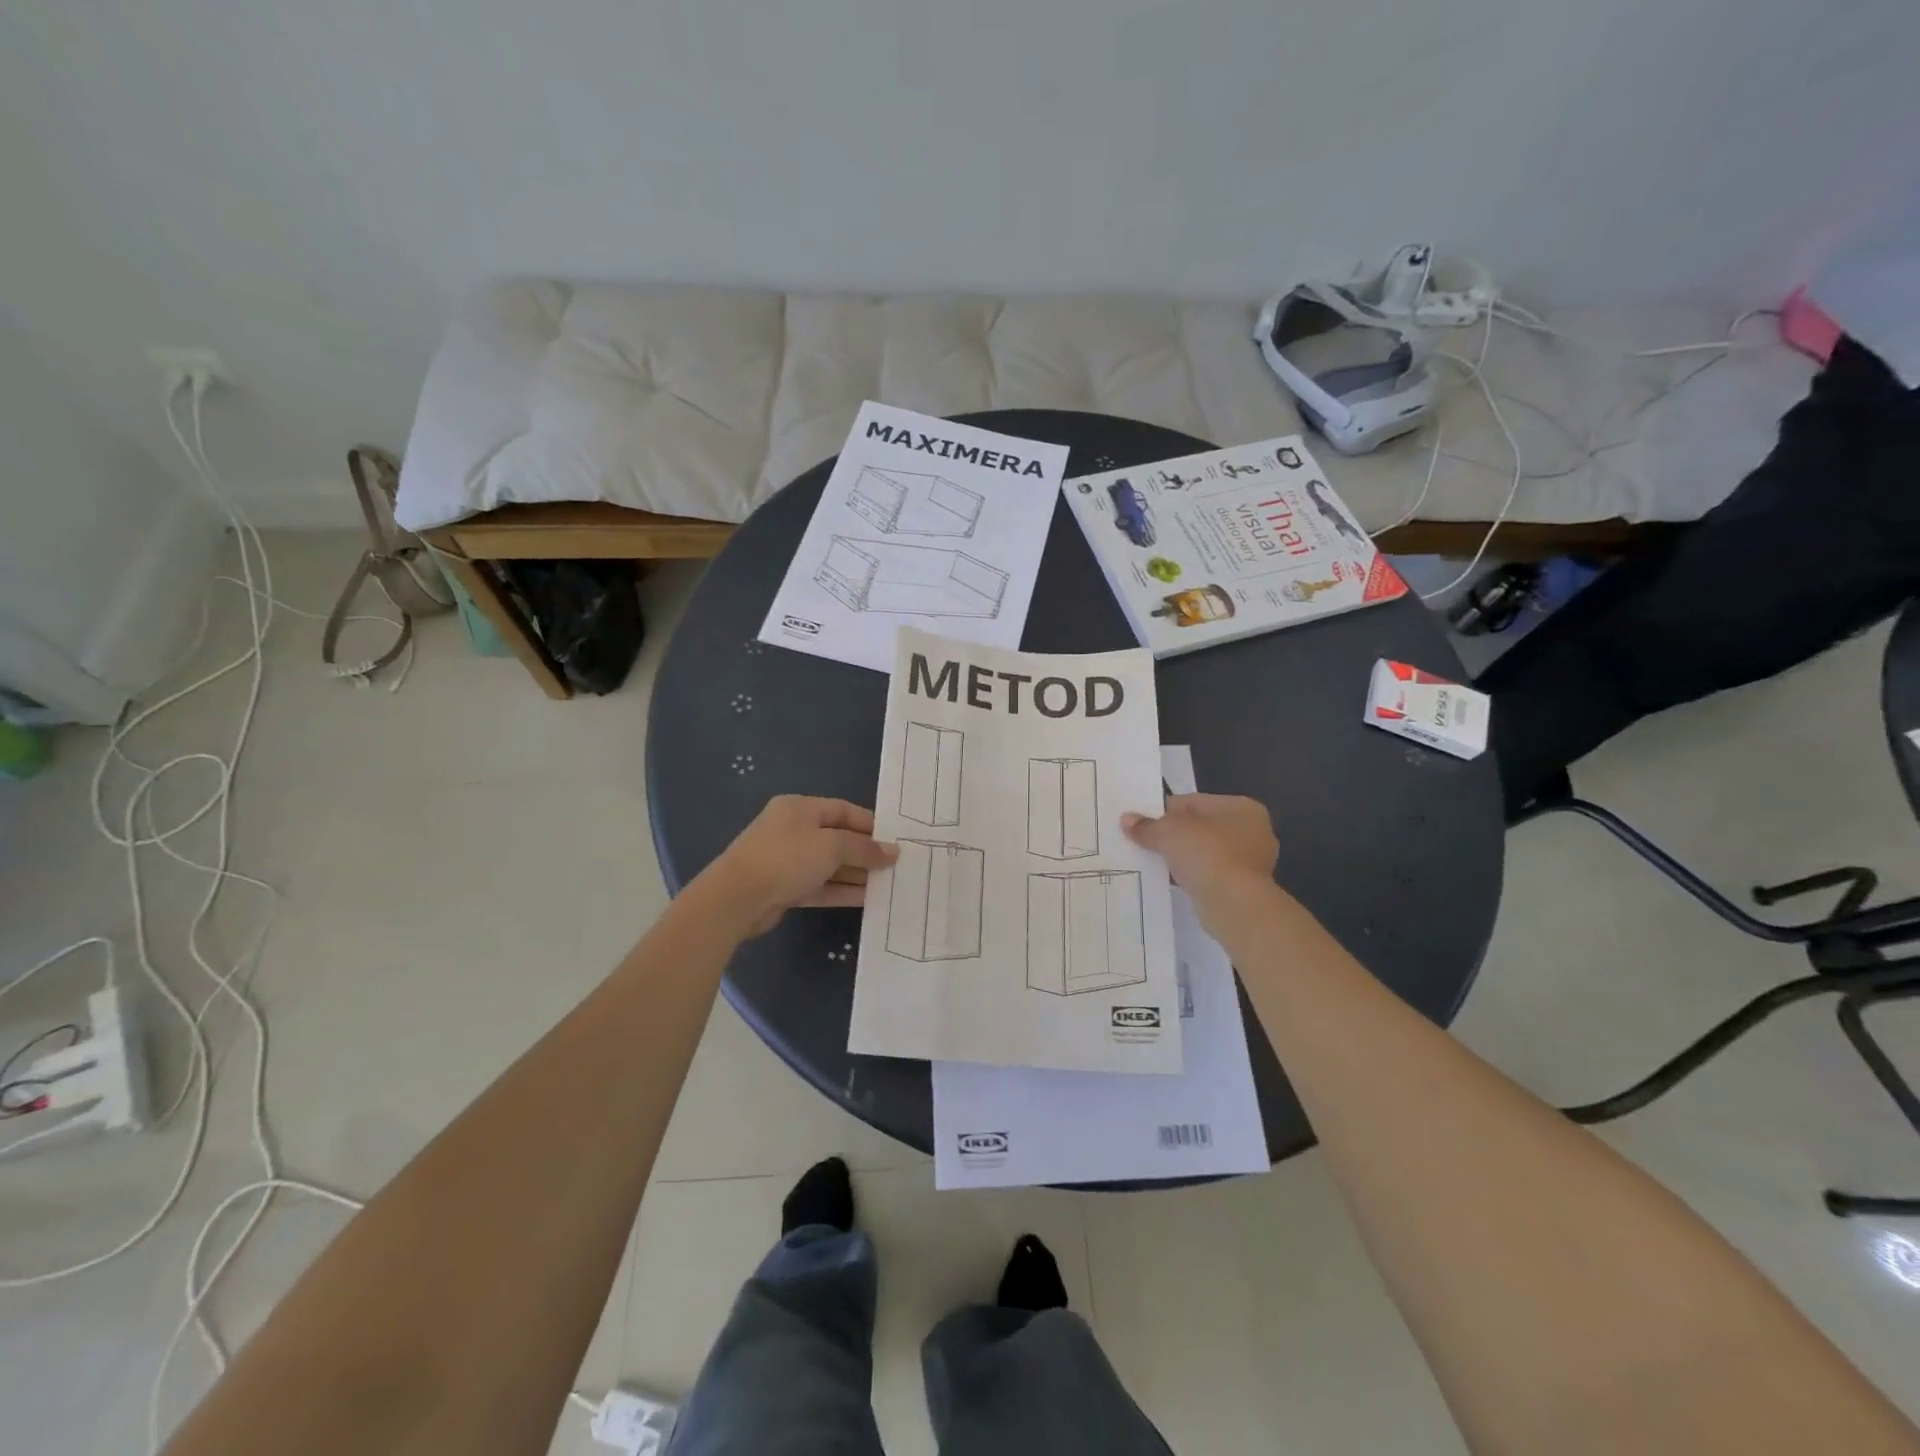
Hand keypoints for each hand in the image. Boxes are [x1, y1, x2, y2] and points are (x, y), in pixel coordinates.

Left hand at [699, 796, 896, 935]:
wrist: (737, 898)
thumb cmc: (787, 858)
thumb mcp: (831, 846)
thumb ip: (864, 848)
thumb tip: (892, 852)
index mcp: (800, 808)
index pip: (843, 810)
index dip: (870, 824)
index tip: (895, 840)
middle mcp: (792, 830)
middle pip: (837, 838)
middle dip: (865, 852)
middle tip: (895, 865)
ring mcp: (786, 860)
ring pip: (829, 865)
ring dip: (856, 874)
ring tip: (887, 883)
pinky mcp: (784, 888)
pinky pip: (819, 885)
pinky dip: (841, 890)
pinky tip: (867, 898)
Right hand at [1122, 794, 1277, 912]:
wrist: (1234, 905)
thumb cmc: (1207, 855)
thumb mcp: (1168, 832)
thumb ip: (1147, 825)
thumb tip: (1127, 820)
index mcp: (1241, 807)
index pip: (1193, 802)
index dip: (1164, 810)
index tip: (1142, 822)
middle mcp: (1252, 831)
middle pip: (1200, 827)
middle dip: (1173, 835)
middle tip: (1144, 842)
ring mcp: (1250, 861)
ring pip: (1204, 852)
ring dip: (1181, 857)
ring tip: (1153, 862)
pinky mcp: (1244, 887)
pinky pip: (1209, 874)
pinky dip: (1191, 875)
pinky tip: (1170, 880)